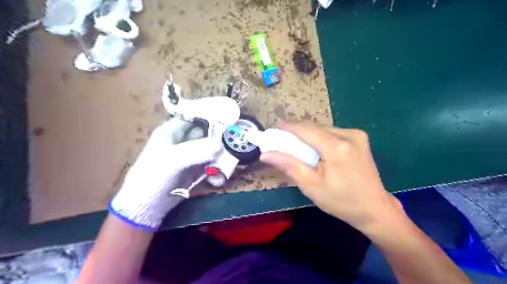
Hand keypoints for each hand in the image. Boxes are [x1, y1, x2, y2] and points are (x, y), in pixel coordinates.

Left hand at [110, 117, 221, 230]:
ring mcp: (189, 157)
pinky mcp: (194, 172)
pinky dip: (215, 173)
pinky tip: (216, 182)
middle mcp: (182, 142)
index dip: (210, 116)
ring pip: (210, 151)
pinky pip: (210, 167)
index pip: (193, 116)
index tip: (228, 119)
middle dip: (220, 140)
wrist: (146, 208)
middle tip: (234, 145)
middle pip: (206, 134)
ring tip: (226, 169)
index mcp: (171, 132)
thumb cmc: (153, 177)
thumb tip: (221, 145)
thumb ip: (196, 150)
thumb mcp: (172, 160)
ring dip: (220, 160)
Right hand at [261, 123, 404, 233]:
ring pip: (323, 129)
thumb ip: (289, 165)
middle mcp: (349, 135)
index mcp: (337, 147)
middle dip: (297, 133)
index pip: (306, 129)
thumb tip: (266, 154)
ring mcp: (357, 135)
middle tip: (284, 142)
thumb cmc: (341, 201)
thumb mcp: (311, 186)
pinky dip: (321, 137)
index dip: (288, 127)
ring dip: (309, 135)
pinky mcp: (360, 138)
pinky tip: (317, 150)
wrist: (374, 209)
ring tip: (298, 147)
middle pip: (315, 127)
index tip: (274, 131)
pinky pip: (333, 132)